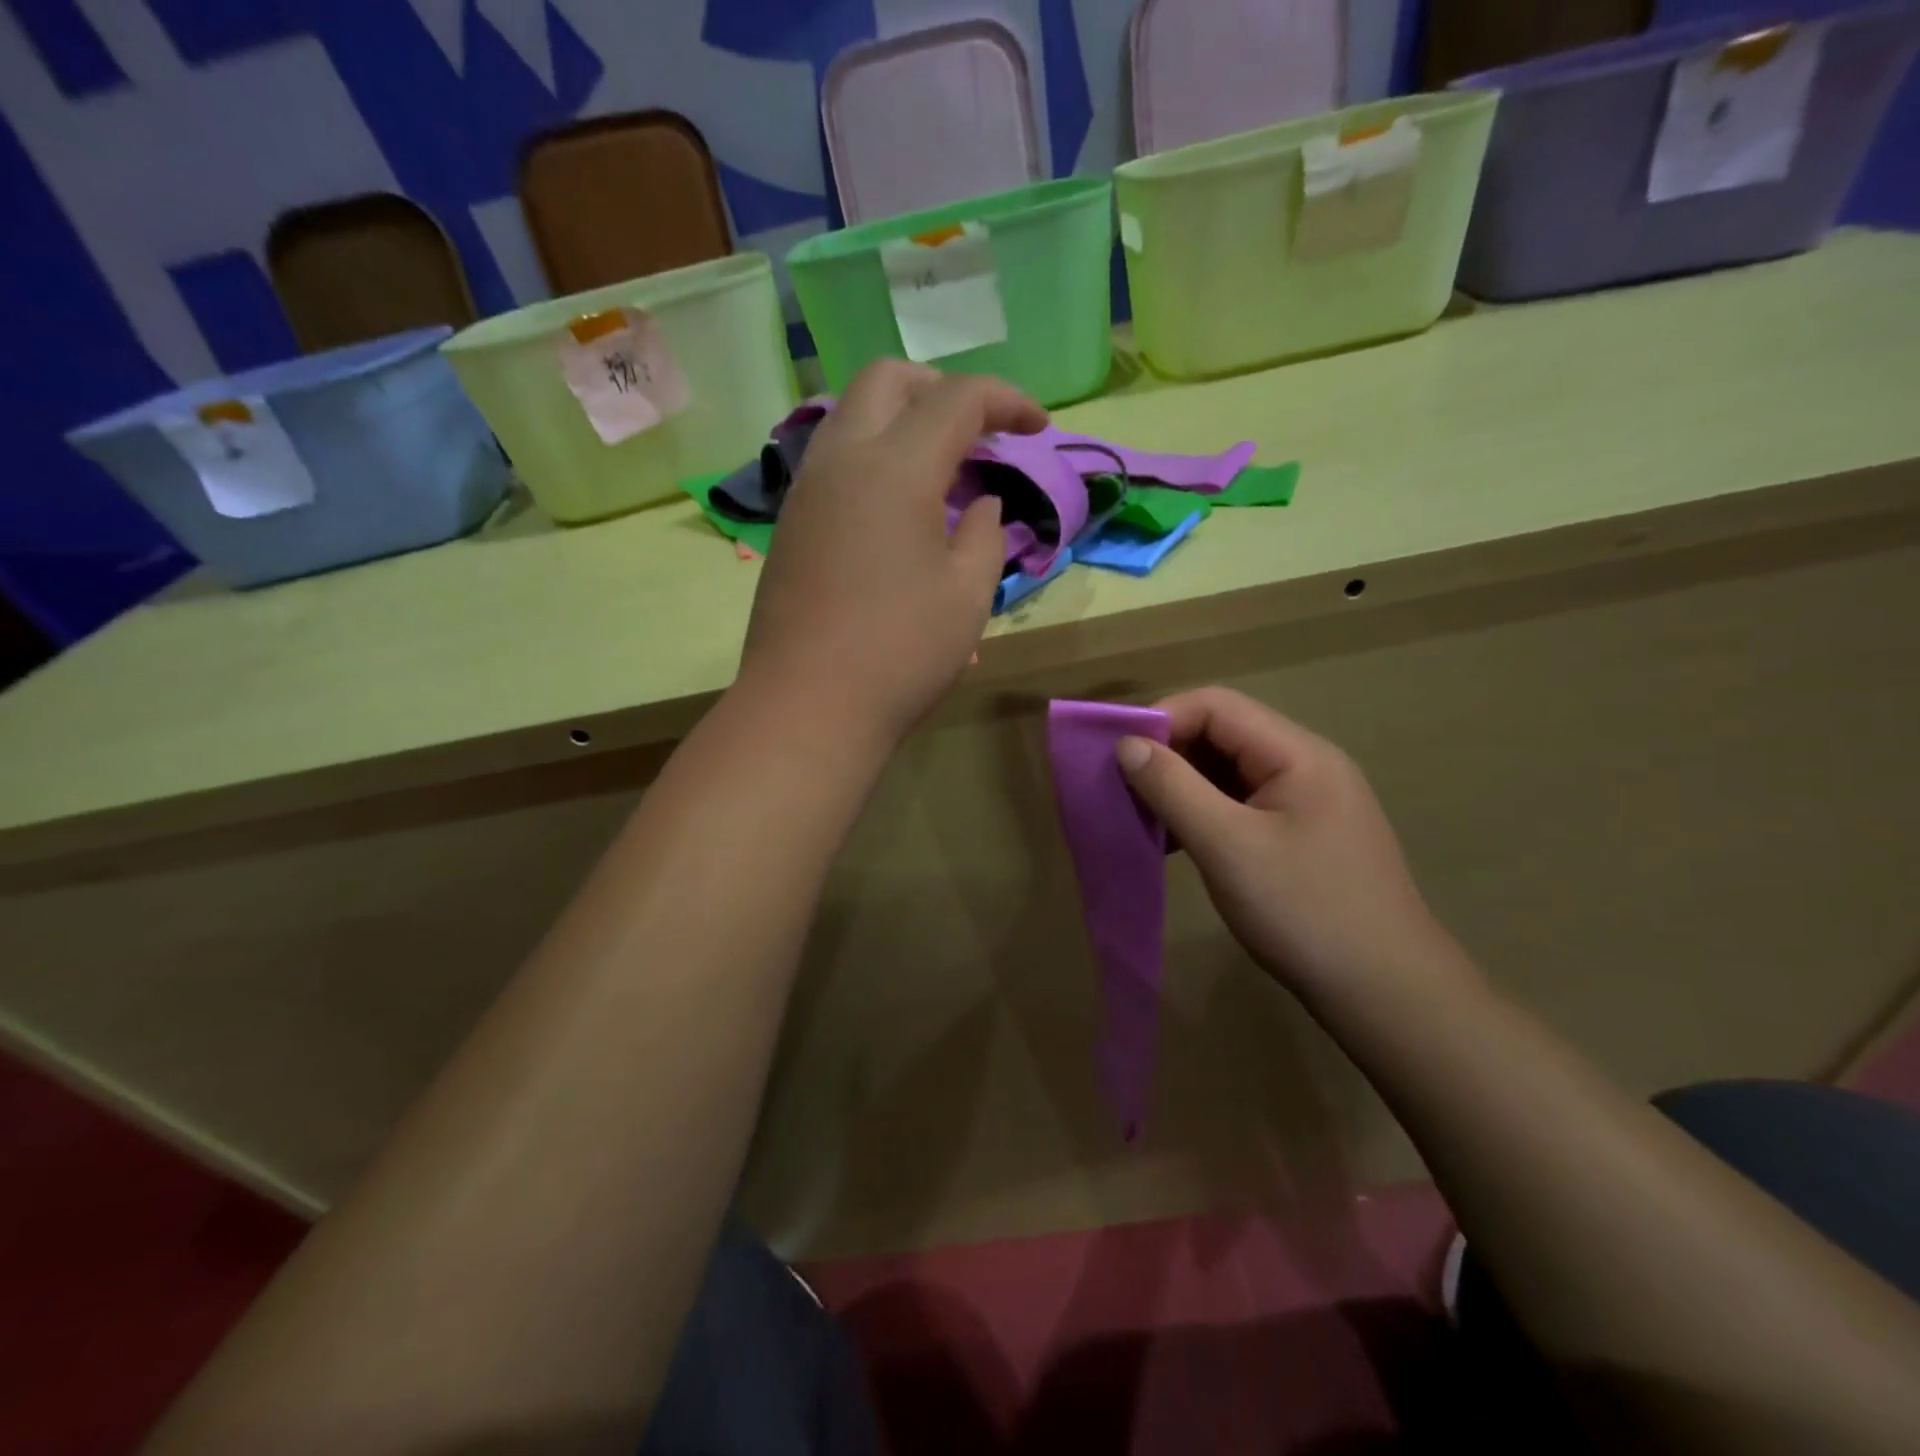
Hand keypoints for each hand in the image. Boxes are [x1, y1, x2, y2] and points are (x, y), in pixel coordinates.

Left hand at [740, 361, 1048, 744]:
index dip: (1006, 400)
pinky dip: (875, 456)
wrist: (808, 707)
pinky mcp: (792, 524)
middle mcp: (842, 460)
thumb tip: (981, 504)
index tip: (1038, 426)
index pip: (956, 398)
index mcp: (894, 468)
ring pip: (853, 415)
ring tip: (944, 469)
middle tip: (980, 431)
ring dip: (903, 421)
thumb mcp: (968, 595)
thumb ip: (986, 534)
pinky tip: (900, 507)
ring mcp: (807, 490)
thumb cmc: (901, 654)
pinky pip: (835, 459)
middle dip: (942, 390)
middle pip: (889, 381)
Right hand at [1117, 688, 1468, 998]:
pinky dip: (1203, 815)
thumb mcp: (1228, 846)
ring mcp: (1307, 802)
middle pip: (1223, 734)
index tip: (1117, 755)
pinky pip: (1240, 806)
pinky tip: (1176, 844)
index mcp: (1298, 754)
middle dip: (1169, 755)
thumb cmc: (1305, 911)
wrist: (1387, 994)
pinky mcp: (1301, 836)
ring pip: (1228, 772)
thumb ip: (1174, 788)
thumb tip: (1127, 744)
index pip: (1217, 706)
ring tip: (1144, 819)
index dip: (1162, 719)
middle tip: (1124, 790)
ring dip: (1182, 787)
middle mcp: (1306, 765)